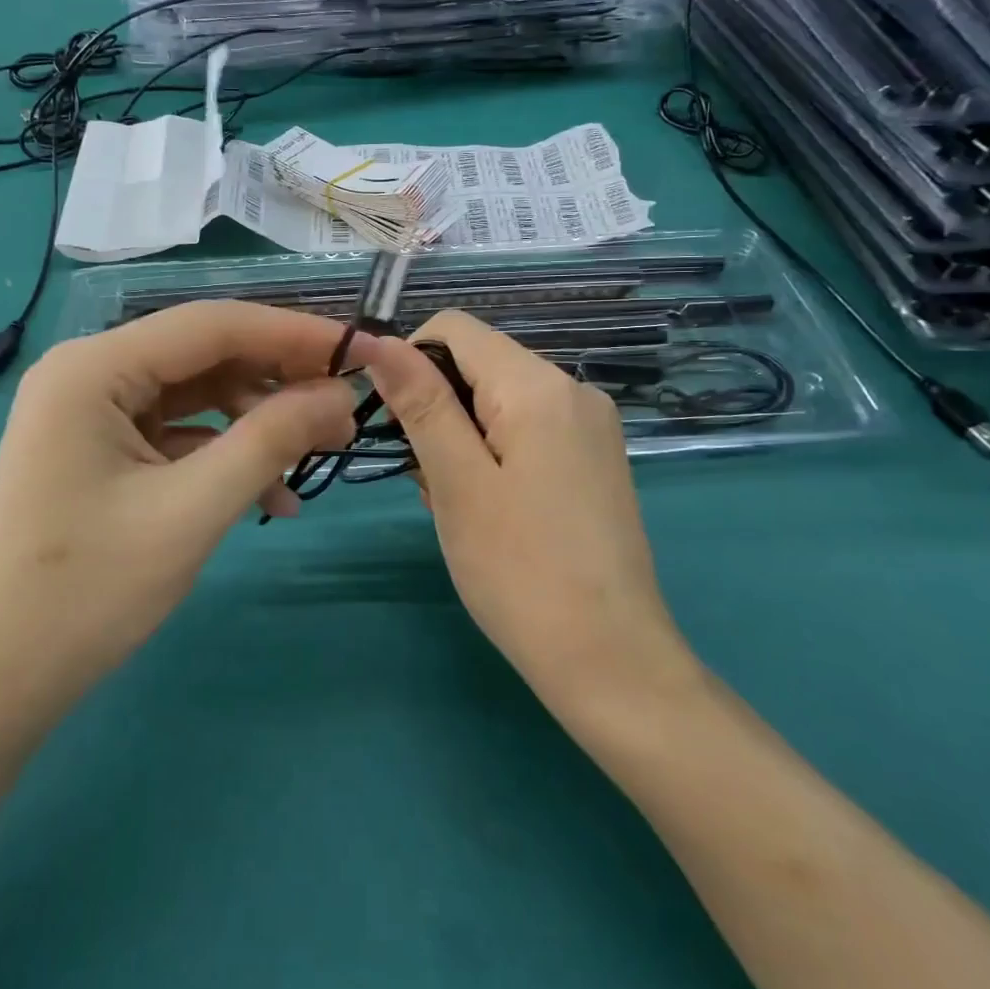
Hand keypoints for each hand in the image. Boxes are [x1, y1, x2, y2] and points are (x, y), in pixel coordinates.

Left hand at [0, 302, 375, 723]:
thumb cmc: (85, 593)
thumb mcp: (192, 511)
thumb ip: (271, 441)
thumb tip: (339, 395)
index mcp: (94, 367)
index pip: (213, 325)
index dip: (293, 334)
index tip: (360, 351)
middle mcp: (88, 374)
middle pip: (205, 356)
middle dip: (278, 382)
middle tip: (344, 414)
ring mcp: (90, 415)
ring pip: (196, 396)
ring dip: (256, 424)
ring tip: (313, 459)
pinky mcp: (98, 453)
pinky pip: (176, 435)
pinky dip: (224, 456)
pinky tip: (268, 497)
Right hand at [365, 311, 698, 721]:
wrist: (611, 660)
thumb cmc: (519, 571)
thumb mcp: (456, 481)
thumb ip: (420, 402)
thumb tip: (379, 342)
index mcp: (538, 385)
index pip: (454, 328)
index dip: (409, 360)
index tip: (391, 420)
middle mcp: (573, 389)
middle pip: (479, 362)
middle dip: (436, 405)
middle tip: (426, 477)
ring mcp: (591, 425)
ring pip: (499, 399)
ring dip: (461, 433)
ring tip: (455, 500)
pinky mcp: (595, 458)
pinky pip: (527, 428)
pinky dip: (493, 451)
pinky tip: (490, 506)